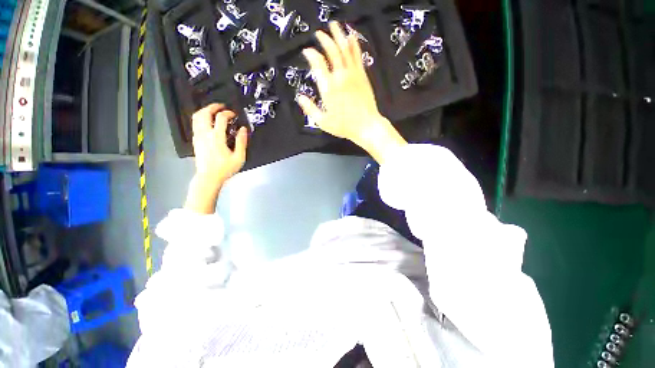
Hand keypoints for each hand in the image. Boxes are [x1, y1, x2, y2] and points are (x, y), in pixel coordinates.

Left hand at [185, 103, 247, 213]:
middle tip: (221, 106)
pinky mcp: (195, 141)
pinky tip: (208, 122)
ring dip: (205, 111)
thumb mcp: (239, 157)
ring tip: (213, 111)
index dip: (228, 113)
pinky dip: (201, 118)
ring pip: (197, 117)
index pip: (220, 118)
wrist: (208, 177)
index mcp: (217, 137)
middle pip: (204, 113)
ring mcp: (198, 137)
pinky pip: (195, 124)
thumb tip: (243, 129)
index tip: (234, 115)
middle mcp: (205, 134)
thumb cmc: (225, 168)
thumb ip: (242, 142)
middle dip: (213, 107)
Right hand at [298, 22, 406, 163]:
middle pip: (332, 51)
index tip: (307, 51)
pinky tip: (351, 36)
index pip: (317, 63)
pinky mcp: (362, 75)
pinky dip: (354, 44)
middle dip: (324, 39)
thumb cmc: (344, 126)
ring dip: (339, 35)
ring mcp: (353, 74)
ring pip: (345, 49)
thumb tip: (300, 98)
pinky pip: (357, 55)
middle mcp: (340, 76)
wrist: (366, 125)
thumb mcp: (323, 122)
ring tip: (334, 25)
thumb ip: (310, 108)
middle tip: (319, 33)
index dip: (311, 54)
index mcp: (328, 88)